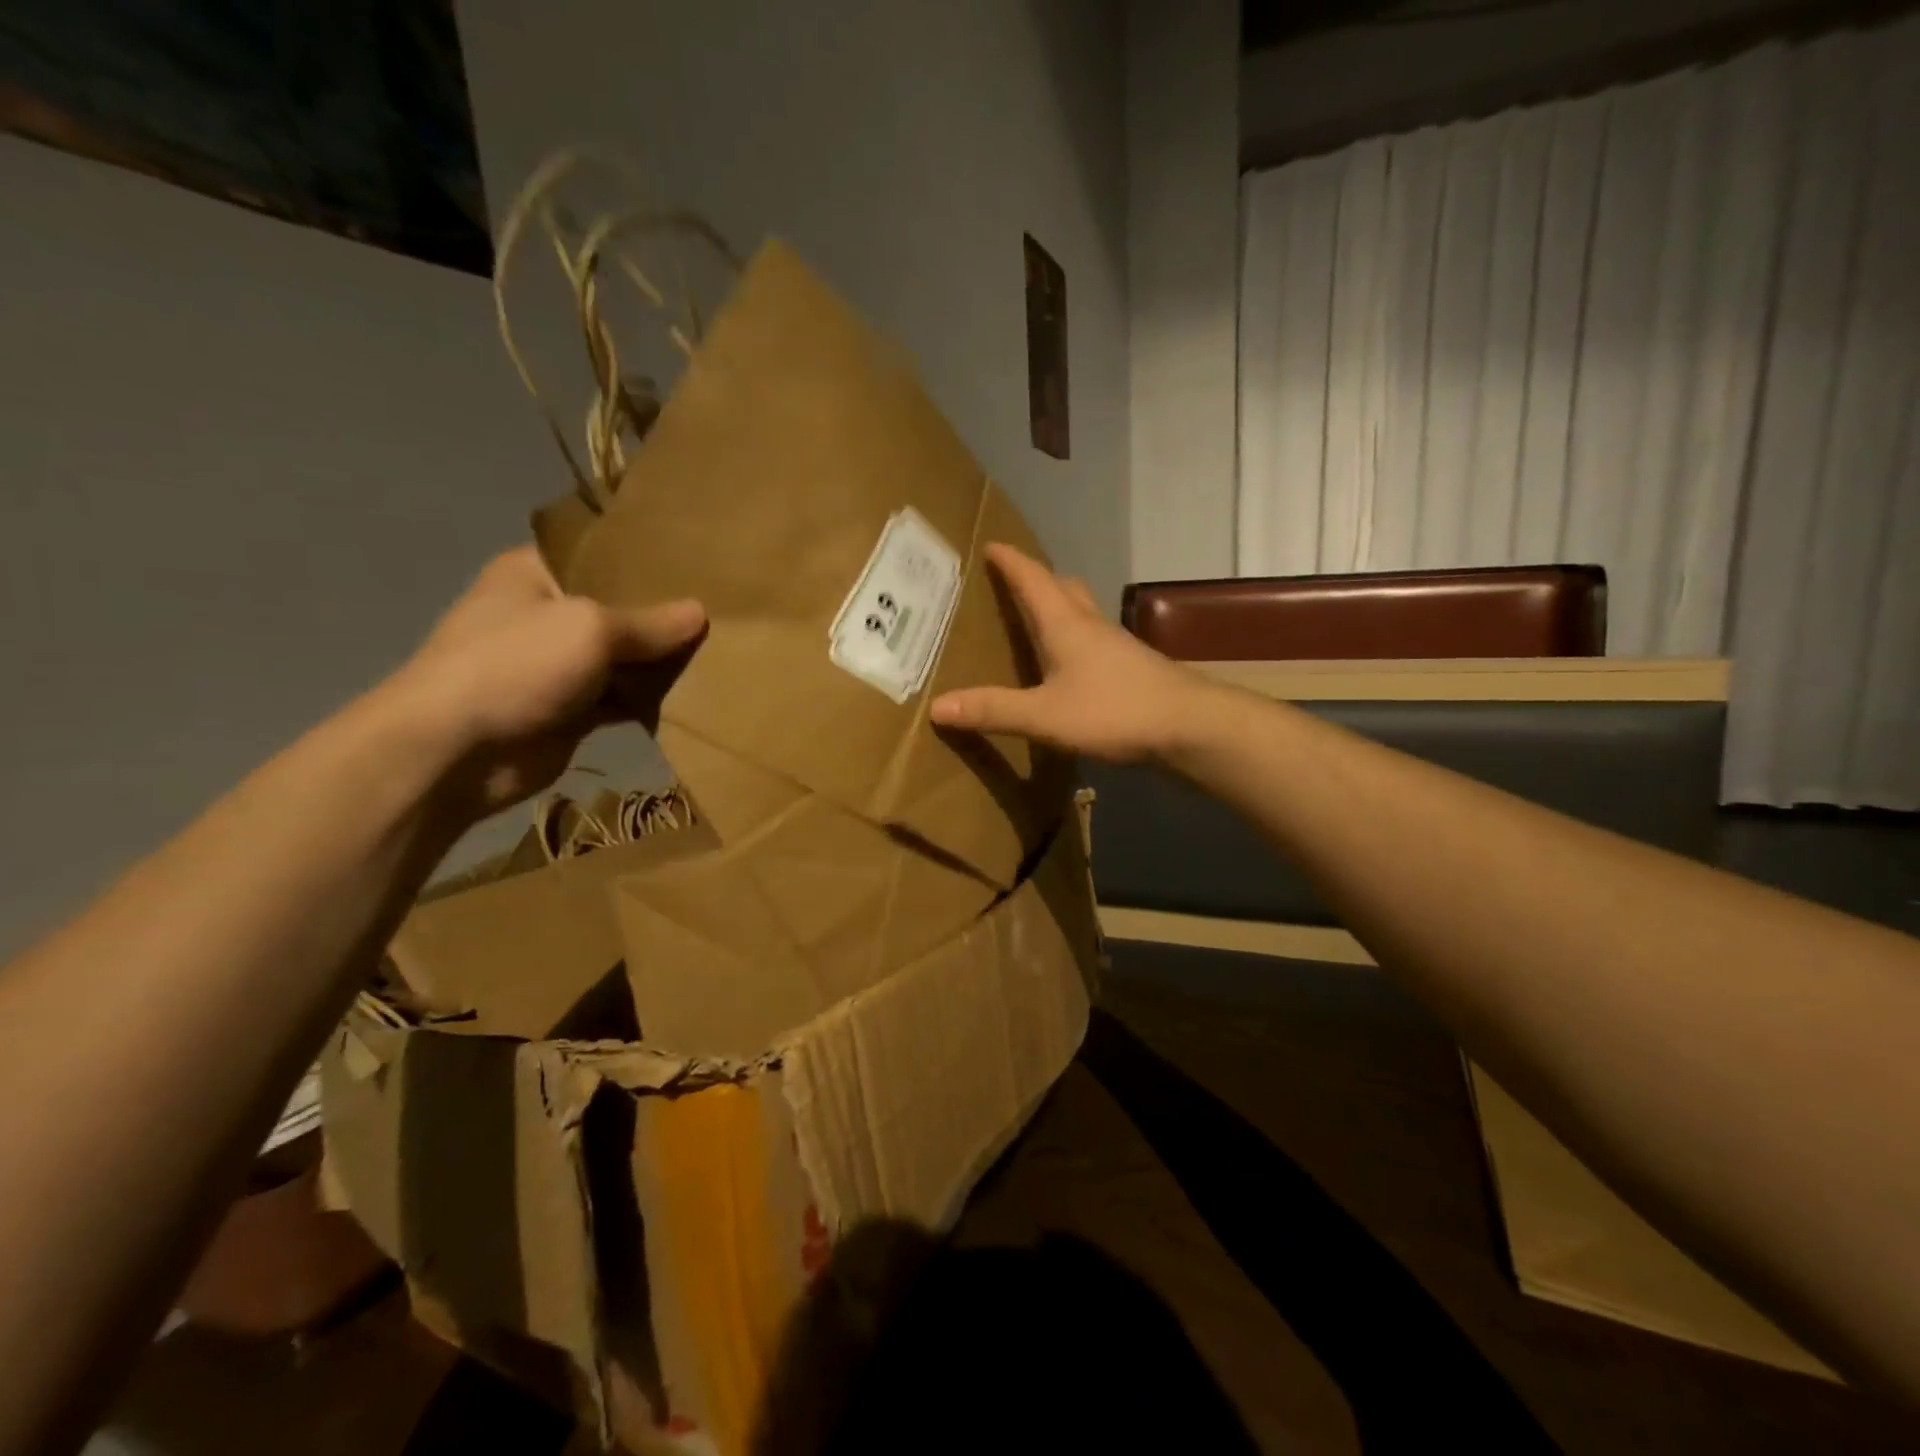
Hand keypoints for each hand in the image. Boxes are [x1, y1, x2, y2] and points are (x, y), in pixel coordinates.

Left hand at [391, 546, 704, 817]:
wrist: (455, 752)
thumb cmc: (517, 666)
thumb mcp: (591, 629)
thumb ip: (651, 623)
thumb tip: (702, 613)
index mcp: (535, 573)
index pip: (601, 556)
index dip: (648, 560)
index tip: (699, 565)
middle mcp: (546, 613)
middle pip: (620, 609)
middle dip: (665, 616)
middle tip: (724, 613)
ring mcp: (557, 665)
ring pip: (625, 658)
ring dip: (662, 663)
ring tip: (721, 654)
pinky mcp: (571, 710)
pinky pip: (622, 698)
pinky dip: (651, 700)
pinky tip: (694, 696)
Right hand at [930, 544, 1211, 762]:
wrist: (1188, 725)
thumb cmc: (1114, 711)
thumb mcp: (1045, 715)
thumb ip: (994, 710)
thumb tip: (937, 706)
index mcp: (1065, 625)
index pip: (1033, 580)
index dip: (1011, 562)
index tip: (992, 544)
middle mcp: (1091, 626)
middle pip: (1063, 588)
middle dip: (1037, 578)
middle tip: (1014, 578)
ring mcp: (1116, 645)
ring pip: (1082, 612)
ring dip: (1059, 605)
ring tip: (1038, 615)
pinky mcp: (1131, 667)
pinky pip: (1094, 639)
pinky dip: (1075, 636)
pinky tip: (1071, 662)